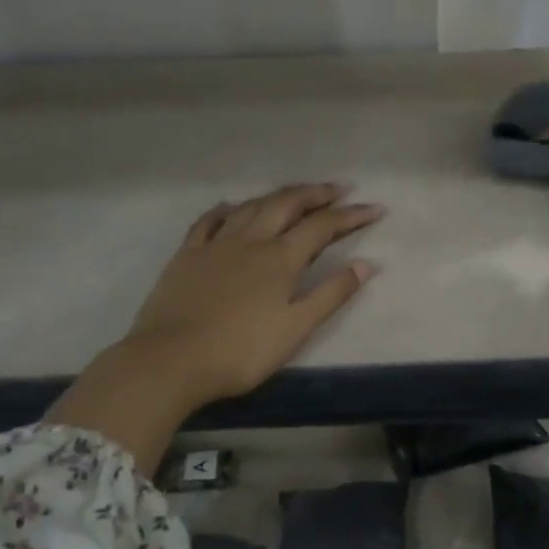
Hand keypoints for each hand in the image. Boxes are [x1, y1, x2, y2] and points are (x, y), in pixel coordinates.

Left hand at [126, 184, 380, 403]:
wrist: (171, 360)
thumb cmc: (241, 351)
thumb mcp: (296, 328)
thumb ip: (332, 294)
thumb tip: (368, 263)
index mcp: (280, 259)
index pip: (323, 226)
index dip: (352, 215)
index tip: (376, 208)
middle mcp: (251, 240)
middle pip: (287, 205)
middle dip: (316, 194)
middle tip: (339, 188)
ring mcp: (215, 244)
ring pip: (251, 206)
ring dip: (278, 196)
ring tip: (295, 194)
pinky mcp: (187, 255)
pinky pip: (209, 220)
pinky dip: (227, 209)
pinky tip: (232, 206)